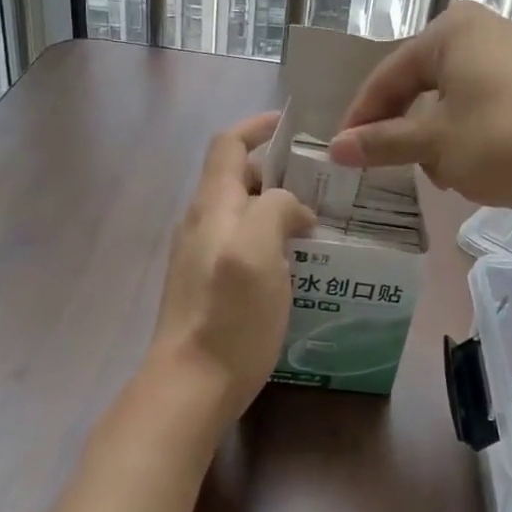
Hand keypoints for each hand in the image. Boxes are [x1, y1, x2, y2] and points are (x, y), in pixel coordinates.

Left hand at [143, 113, 315, 439]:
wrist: (190, 386)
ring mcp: (199, 257)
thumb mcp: (259, 250)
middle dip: (277, 173)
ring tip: (317, 225)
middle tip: (322, 185)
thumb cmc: (229, 314)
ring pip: (241, 215)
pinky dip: (269, 241)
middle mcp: (200, 224)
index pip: (228, 145)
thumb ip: (277, 210)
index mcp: (212, 206)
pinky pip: (241, 246)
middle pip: (237, 179)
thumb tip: (293, 211)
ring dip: (276, 210)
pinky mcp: (207, 287)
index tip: (293, 125)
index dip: (257, 127)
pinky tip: (296, 266)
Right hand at [327, 2, 511, 210]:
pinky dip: (464, 135)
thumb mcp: (434, 144)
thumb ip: (381, 143)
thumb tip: (334, 149)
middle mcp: (479, 31)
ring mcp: (510, 55)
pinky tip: (470, 167)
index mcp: (450, 30)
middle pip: (419, 84)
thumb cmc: (503, 141)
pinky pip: (479, 105)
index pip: (388, 75)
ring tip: (439, 173)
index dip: (362, 117)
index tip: (342, 153)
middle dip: (403, 129)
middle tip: (386, 165)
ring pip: (449, 99)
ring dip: (435, 138)